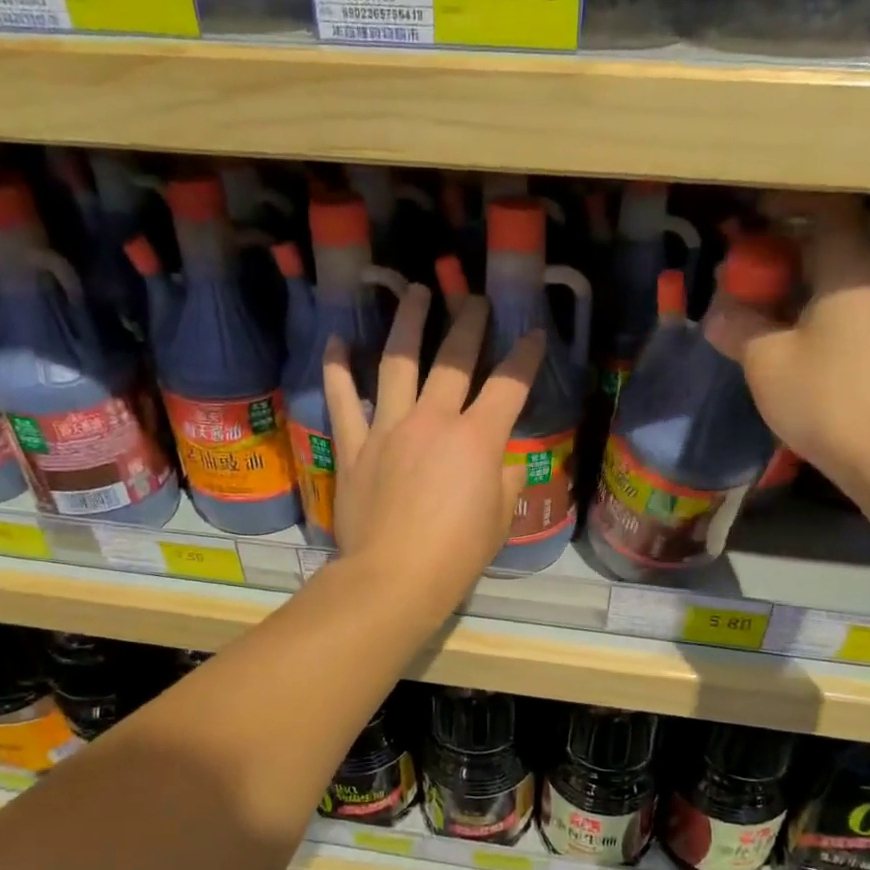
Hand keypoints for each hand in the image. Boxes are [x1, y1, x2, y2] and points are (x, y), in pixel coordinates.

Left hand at [324, 287, 545, 619]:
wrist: (393, 577)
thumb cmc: (456, 554)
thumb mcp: (500, 519)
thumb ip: (504, 480)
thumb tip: (502, 462)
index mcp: (476, 438)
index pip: (509, 385)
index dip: (524, 356)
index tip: (532, 332)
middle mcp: (433, 420)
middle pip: (453, 360)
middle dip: (468, 324)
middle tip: (473, 299)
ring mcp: (388, 428)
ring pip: (398, 363)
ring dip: (408, 323)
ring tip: (414, 293)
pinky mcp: (354, 446)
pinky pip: (342, 400)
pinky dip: (338, 370)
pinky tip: (338, 341)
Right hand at [734, 193, 869, 491]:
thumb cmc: (827, 398)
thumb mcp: (766, 361)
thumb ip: (738, 327)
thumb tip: (718, 313)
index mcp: (853, 268)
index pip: (824, 212)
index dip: (784, 212)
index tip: (749, 222)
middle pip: (833, 249)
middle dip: (785, 258)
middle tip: (744, 278)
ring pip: (844, 285)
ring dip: (802, 292)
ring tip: (762, 315)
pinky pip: (855, 315)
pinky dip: (822, 316)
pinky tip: (797, 348)